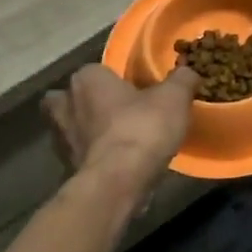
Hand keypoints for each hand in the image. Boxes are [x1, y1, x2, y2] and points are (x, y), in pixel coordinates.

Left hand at [43, 64, 199, 194]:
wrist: (118, 182)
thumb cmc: (142, 128)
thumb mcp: (174, 97)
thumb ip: (182, 79)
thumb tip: (188, 71)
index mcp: (87, 79)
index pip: (95, 70)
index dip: (113, 78)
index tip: (135, 88)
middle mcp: (67, 104)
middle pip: (71, 98)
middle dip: (87, 103)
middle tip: (115, 110)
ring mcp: (63, 139)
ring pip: (71, 127)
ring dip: (88, 130)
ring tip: (116, 137)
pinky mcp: (68, 168)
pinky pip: (81, 154)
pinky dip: (93, 156)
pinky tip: (115, 161)